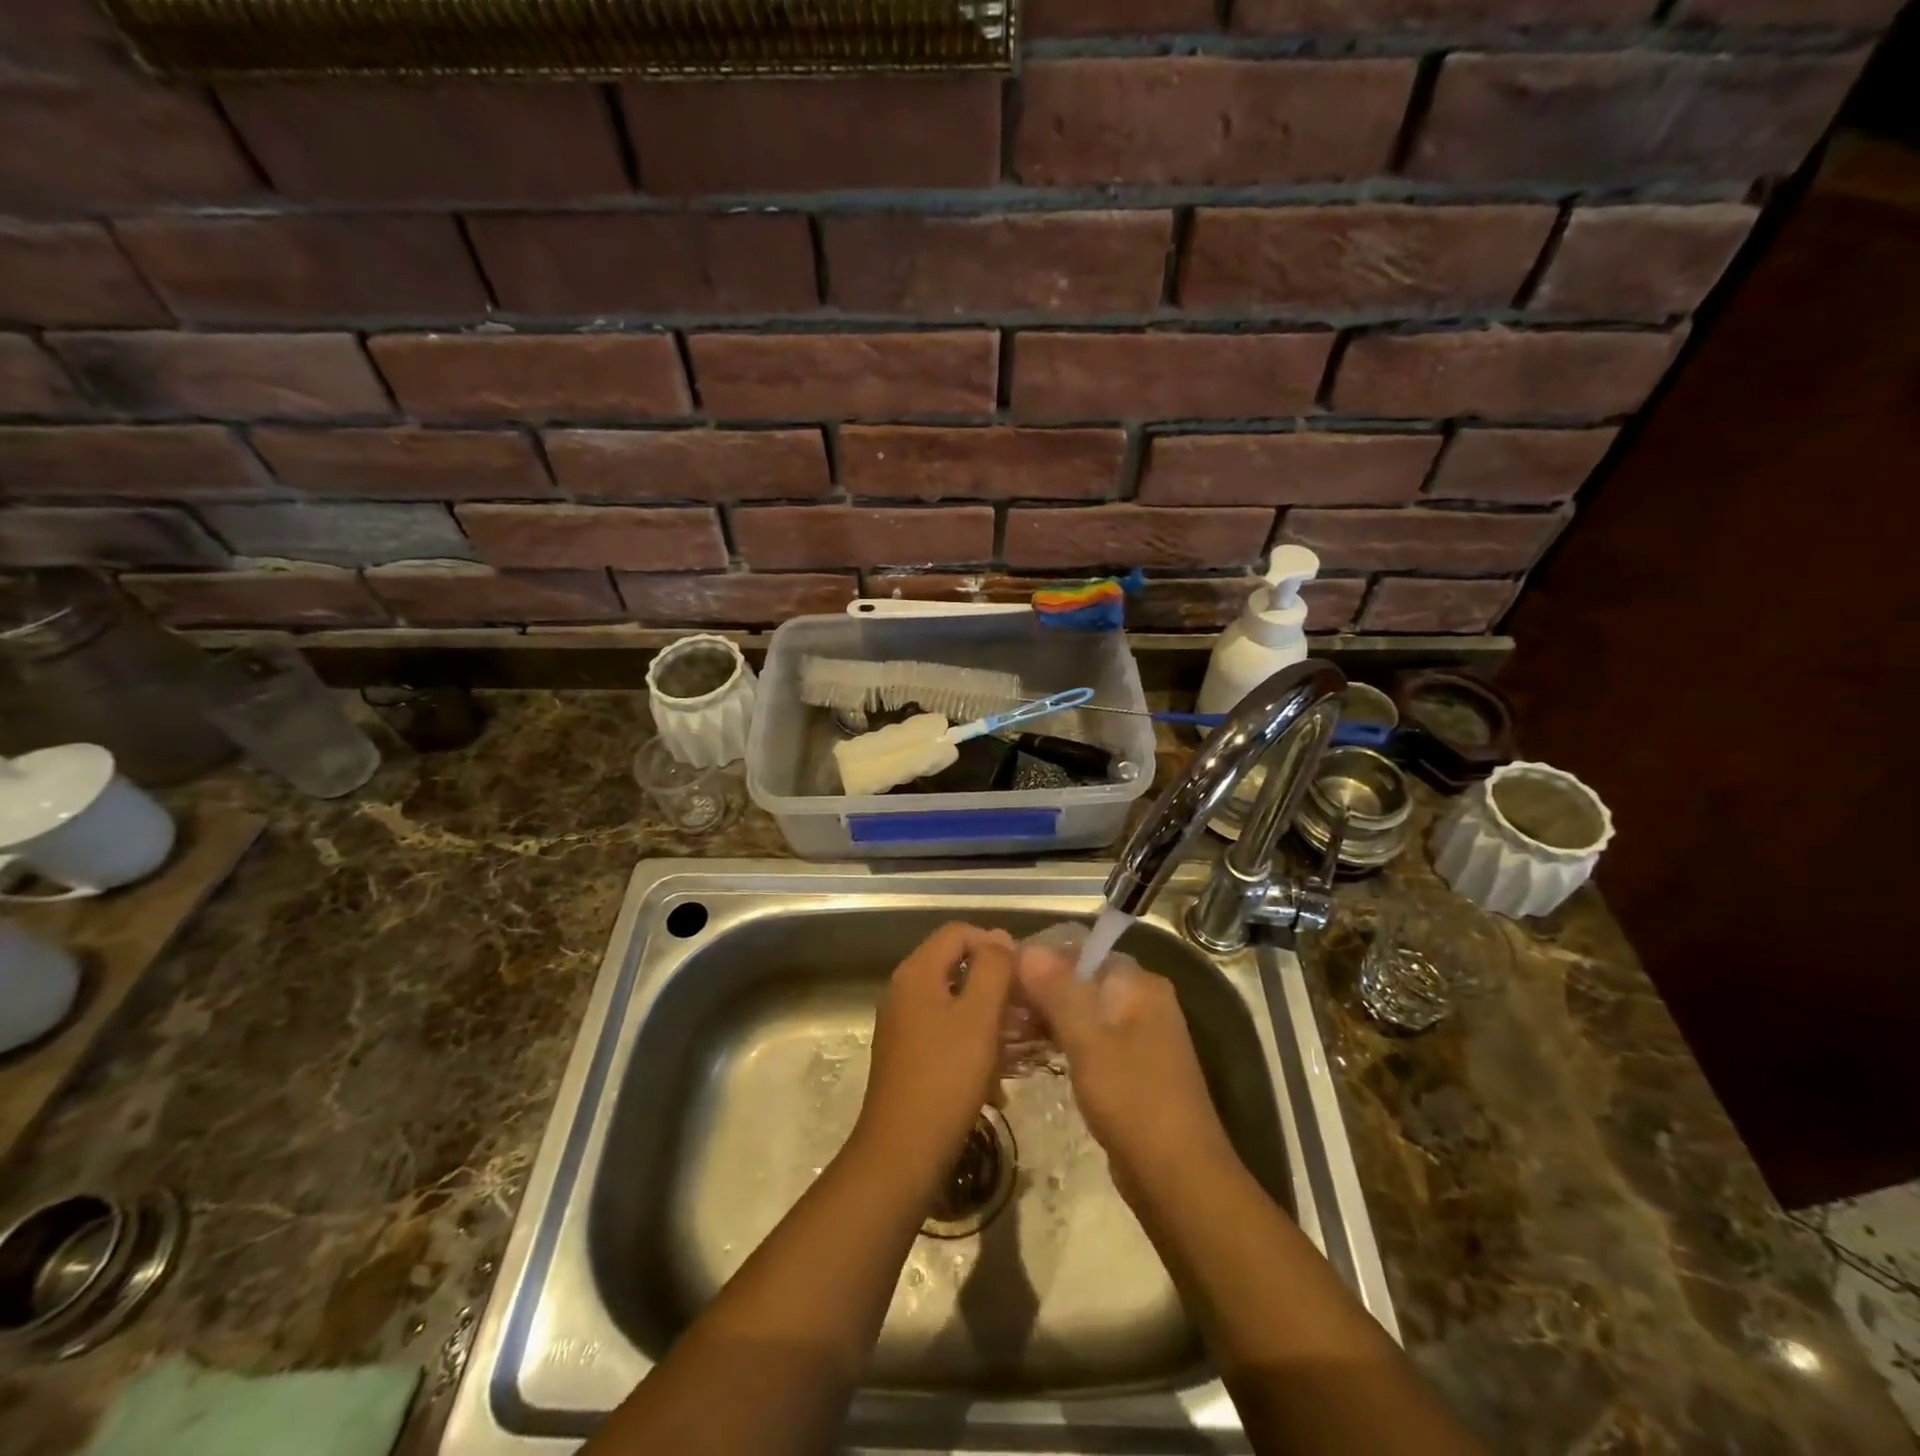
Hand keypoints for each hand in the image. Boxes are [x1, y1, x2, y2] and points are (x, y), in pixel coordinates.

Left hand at [853, 923, 1015, 1193]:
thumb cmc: (946, 1078)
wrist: (901, 1154)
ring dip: (989, 1020)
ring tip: (1020, 1048)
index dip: (995, 944)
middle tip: (1028, 1012)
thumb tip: (1000, 938)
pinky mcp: (906, 1056)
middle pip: (956, 967)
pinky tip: (995, 1081)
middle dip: (996, 986)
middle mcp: (903, 990)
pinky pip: (946, 1033)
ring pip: (954, 1004)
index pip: (958, 932)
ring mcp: (902, 1025)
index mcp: (916, 973)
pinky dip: (972, 1045)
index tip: (1024, 975)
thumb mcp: (979, 1017)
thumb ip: (993, 969)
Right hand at [1015, 940, 1235, 1198]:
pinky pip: (1087, 1039)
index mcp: (1139, 985)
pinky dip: (1060, 1040)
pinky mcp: (1128, 1067)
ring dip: (1045, 1017)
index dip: (1040, 958)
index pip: (1081, 951)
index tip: (1000, 972)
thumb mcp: (1087, 1040)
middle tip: (994, 1004)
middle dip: (1039, 990)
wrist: (1178, 1177)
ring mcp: (1137, 1036)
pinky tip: (1027, 1052)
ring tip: (1002, 1028)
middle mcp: (1142, 1002)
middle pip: (1080, 980)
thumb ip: (1057, 990)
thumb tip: (1026, 947)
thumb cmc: (1132, 1098)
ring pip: (1081, 1011)